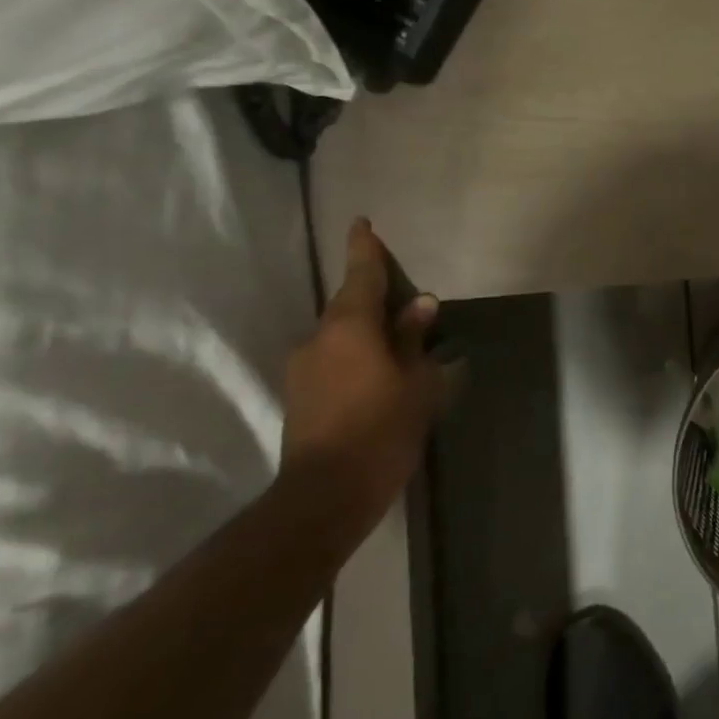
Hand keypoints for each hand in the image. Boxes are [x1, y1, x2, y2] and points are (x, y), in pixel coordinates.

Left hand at [277, 218, 447, 538]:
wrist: (324, 496)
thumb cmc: (382, 429)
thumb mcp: (415, 381)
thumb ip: (414, 338)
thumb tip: (420, 303)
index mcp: (349, 326)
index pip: (359, 274)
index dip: (364, 247)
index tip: (361, 222)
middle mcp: (318, 338)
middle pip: (349, 305)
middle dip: (374, 298)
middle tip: (405, 302)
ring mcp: (302, 368)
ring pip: (340, 335)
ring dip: (365, 332)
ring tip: (396, 346)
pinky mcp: (298, 395)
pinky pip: (332, 358)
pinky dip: (354, 356)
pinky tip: (376, 376)